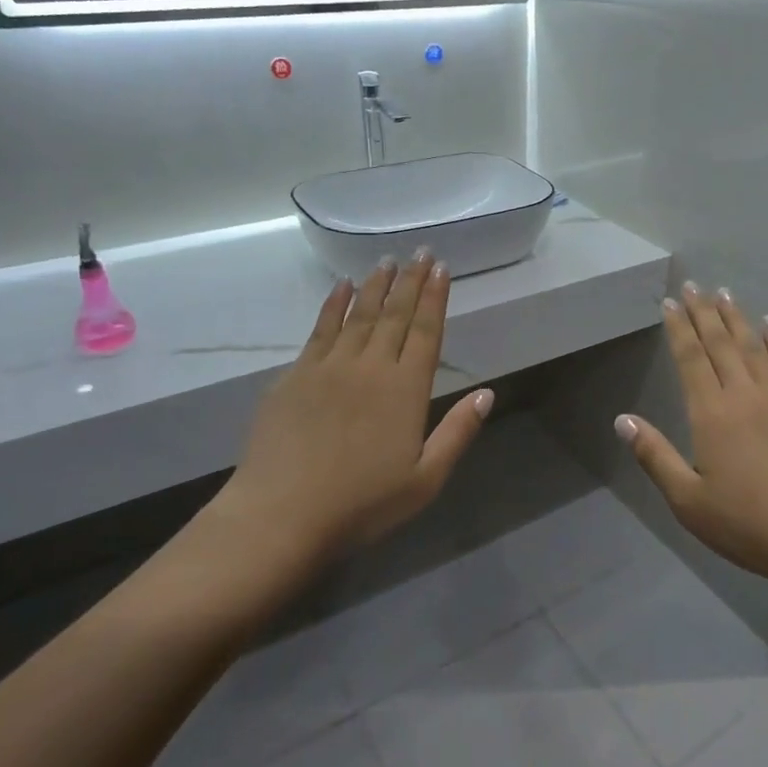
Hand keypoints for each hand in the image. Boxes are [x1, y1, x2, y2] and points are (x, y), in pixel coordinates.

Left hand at [191, 253, 493, 599]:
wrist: (281, 514)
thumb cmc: (362, 504)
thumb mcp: (425, 480)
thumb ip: (458, 433)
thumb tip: (487, 393)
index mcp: (405, 390)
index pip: (425, 332)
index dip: (435, 298)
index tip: (441, 268)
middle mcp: (370, 367)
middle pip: (395, 315)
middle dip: (410, 281)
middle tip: (420, 252)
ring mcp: (329, 367)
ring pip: (359, 315)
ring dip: (375, 285)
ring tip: (387, 261)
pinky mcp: (295, 376)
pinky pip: (320, 329)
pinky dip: (333, 305)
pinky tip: (341, 287)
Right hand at [616, 283, 767, 594]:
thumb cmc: (750, 526)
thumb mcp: (689, 502)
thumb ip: (655, 457)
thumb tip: (622, 420)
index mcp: (712, 414)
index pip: (690, 358)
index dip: (678, 328)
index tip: (669, 303)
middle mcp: (745, 394)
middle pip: (720, 343)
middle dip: (704, 312)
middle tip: (693, 286)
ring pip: (753, 346)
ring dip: (736, 317)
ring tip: (724, 293)